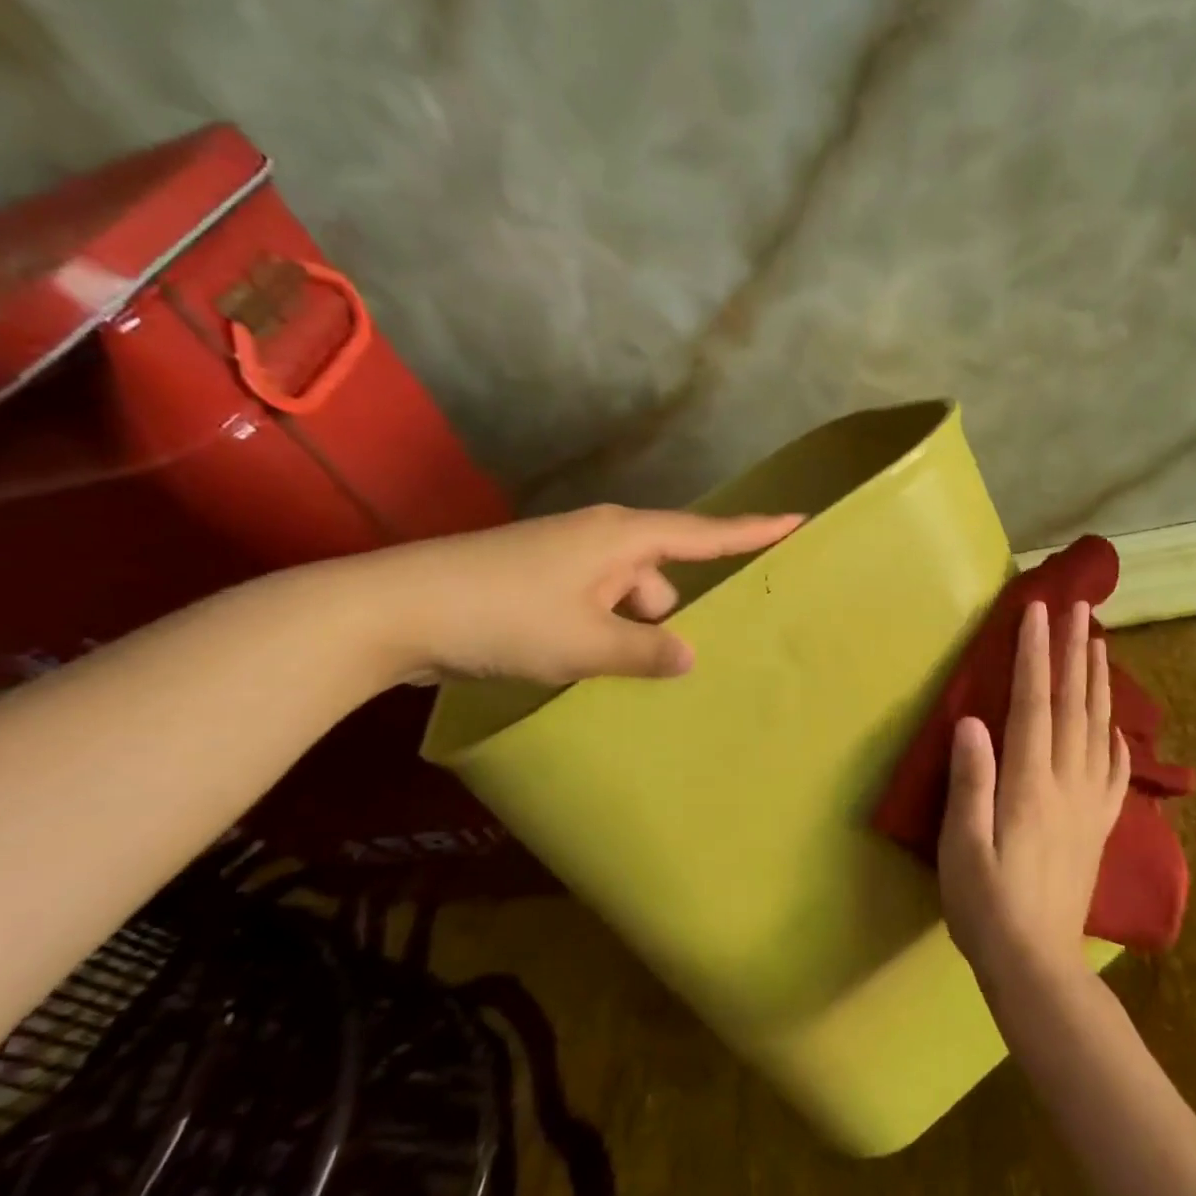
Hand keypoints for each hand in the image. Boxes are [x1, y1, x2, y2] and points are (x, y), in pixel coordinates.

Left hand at [348, 504, 801, 685]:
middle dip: (674, 611)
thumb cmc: (505, 616)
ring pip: (626, 593)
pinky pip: (595, 603)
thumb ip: (646, 650)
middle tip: (685, 657)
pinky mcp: (538, 581)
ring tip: (625, 675)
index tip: (798, 520)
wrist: (397, 609)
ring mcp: (565, 558)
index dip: (753, 530)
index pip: (704, 533)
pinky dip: (602, 629)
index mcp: (622, 538)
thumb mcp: (586, 643)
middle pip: (663, 572)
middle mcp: (599, 538)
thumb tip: (689, 654)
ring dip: (632, 628)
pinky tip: (590, 666)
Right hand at [937, 600, 1129, 992]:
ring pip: (1099, 730)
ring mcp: (1089, 805)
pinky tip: (1117, 725)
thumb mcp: (961, 845)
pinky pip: (1114, 771)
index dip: (1036, 655)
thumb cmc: (986, 904)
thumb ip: (970, 781)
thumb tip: (972, 721)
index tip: (1038, 612)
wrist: (1037, 964)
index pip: (1034, 704)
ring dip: (1099, 683)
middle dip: (1075, 653)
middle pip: (1074, 706)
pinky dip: (1117, 738)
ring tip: (1102, 644)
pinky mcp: (1097, 827)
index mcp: (1030, 785)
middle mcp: (1067, 784)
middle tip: (1080, 608)